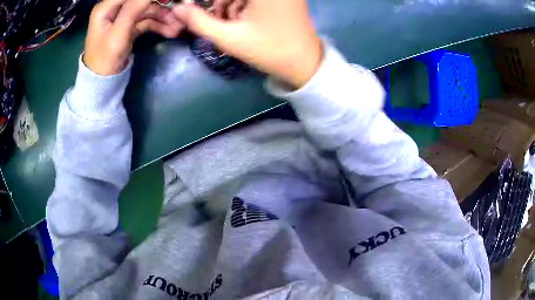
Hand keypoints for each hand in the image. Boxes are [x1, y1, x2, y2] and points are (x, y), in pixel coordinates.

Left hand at [84, 0, 184, 75]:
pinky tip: (170, 30)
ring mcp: (123, 17)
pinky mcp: (129, 25)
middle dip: (160, 5)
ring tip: (177, 25)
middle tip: (177, 10)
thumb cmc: (105, 59)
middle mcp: (115, 8)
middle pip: (141, 0)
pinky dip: (158, 24)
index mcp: (106, 7)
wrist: (103, 83)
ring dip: (163, 16)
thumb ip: (133, 9)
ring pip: (147, 9)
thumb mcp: (118, 33)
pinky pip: (147, 20)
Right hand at [172, 0, 322, 87]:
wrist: (304, 63)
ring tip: (229, 21)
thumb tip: (177, 8)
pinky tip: (241, 17)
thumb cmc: (268, 50)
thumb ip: (199, 21)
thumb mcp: (229, 37)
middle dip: (219, 2)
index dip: (213, 3)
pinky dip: (242, 2)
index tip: (203, 12)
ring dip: (229, 2)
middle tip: (215, 16)